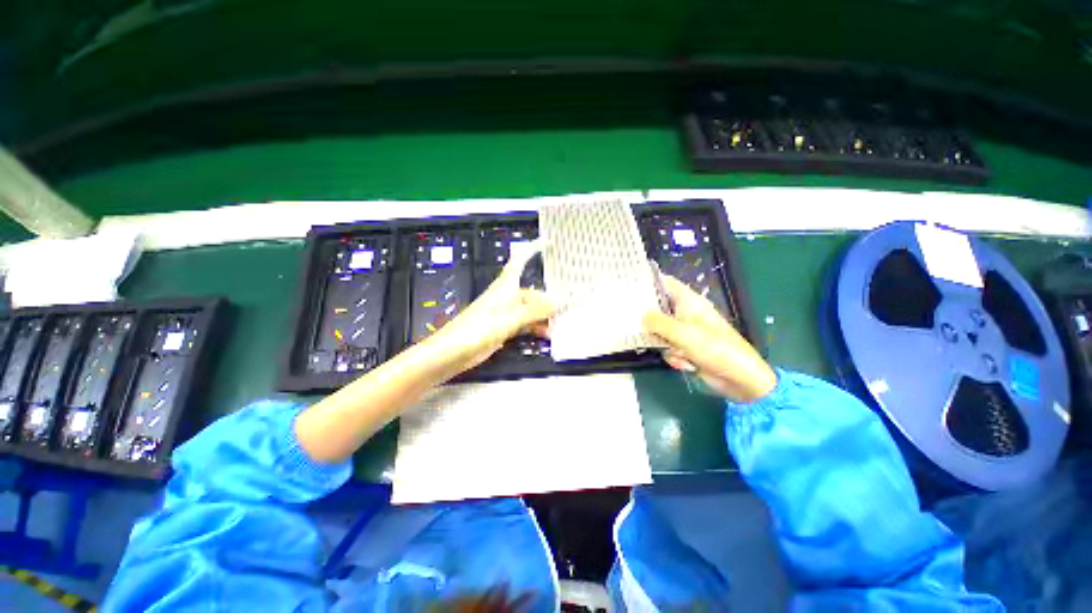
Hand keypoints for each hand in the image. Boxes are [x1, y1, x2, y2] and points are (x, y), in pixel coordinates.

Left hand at [423, 240, 553, 378]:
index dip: (531, 250)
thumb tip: (557, 303)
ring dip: (544, 316)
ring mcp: (506, 313)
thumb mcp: (510, 317)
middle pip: (532, 292)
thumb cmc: (478, 328)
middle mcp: (507, 296)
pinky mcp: (504, 328)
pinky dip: (536, 328)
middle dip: (548, 298)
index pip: (520, 261)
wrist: (454, 351)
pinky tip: (547, 334)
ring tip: (560, 324)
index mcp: (505, 286)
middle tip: (568, 307)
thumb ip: (534, 310)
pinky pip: (525, 324)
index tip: (547, 242)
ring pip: (530, 310)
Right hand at [643, 275, 775, 401]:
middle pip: (657, 309)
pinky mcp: (685, 347)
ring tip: (680, 353)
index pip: (665, 283)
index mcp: (688, 301)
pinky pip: (667, 347)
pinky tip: (687, 364)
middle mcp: (685, 313)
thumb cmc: (715, 348)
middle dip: (651, 322)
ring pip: (659, 332)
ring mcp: (684, 331)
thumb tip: (641, 316)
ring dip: (665, 345)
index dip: (648, 281)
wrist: (739, 378)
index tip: (627, 285)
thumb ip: (658, 322)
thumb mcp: (683, 333)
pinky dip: (674, 356)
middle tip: (640, 328)